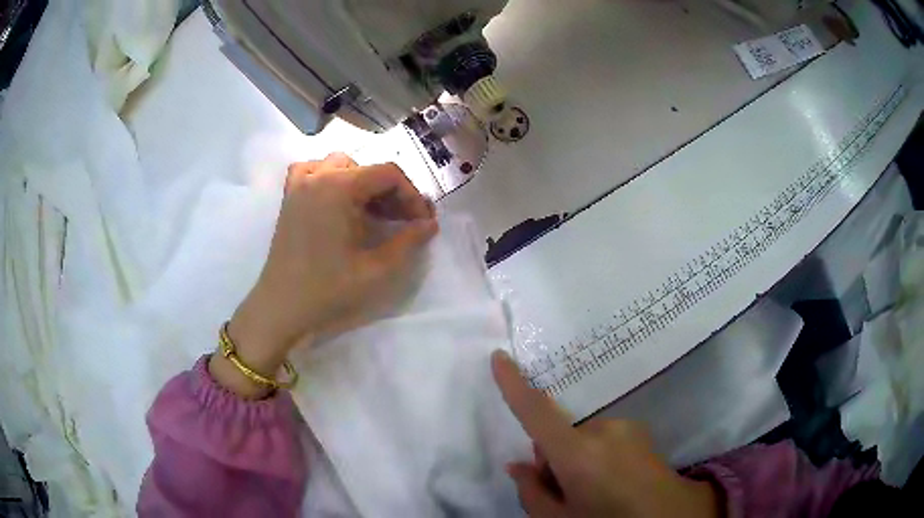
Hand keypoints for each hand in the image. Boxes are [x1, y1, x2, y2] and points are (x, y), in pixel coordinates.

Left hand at [212, 153, 436, 397]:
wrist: (282, 307)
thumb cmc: (328, 290)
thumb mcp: (376, 270)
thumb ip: (408, 242)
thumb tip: (429, 224)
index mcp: (339, 187)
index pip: (388, 174)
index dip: (412, 195)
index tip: (422, 221)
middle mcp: (318, 176)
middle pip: (367, 168)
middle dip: (391, 192)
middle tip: (403, 221)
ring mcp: (299, 184)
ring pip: (342, 165)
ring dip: (363, 183)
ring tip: (373, 212)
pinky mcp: (289, 197)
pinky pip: (314, 171)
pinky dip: (331, 177)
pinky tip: (338, 199)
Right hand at [491, 351, 720, 517]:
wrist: (671, 515)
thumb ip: (532, 493)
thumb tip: (516, 466)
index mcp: (578, 454)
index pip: (537, 413)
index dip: (515, 385)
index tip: (499, 356)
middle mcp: (602, 430)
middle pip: (559, 435)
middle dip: (553, 458)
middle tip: (565, 491)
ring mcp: (625, 428)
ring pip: (582, 439)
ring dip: (577, 459)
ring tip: (594, 489)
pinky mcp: (639, 431)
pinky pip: (604, 439)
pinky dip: (598, 455)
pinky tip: (614, 480)